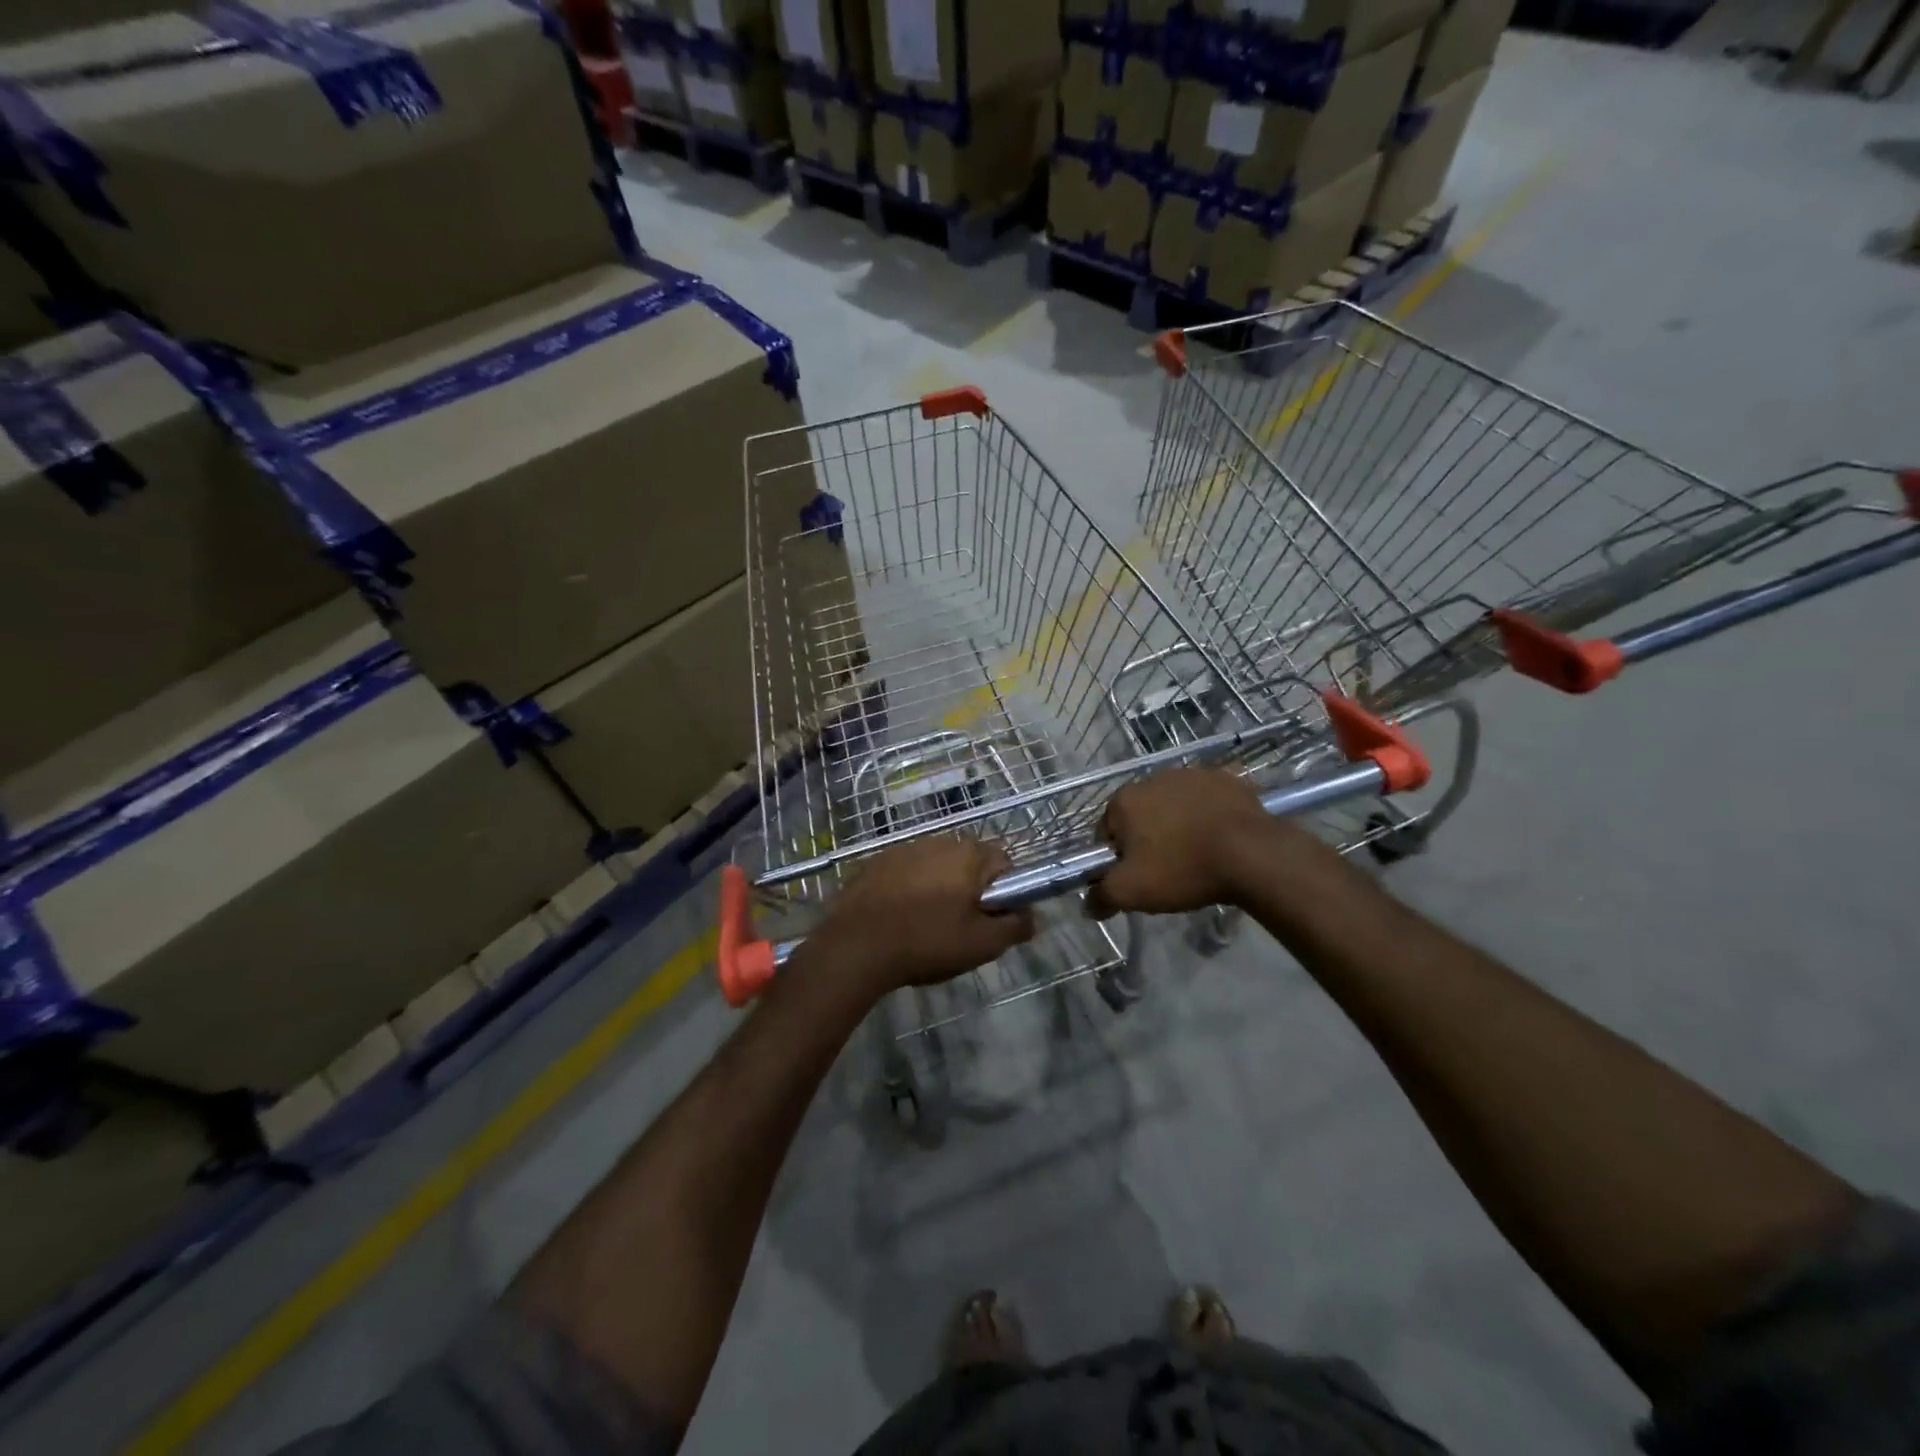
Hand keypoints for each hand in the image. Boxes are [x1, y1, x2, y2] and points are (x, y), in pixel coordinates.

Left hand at [808, 838, 1035, 994]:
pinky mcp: (876, 861)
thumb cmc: (927, 942)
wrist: (856, 947)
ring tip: (926, 925)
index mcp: (969, 855)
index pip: (1004, 863)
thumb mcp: (982, 944)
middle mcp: (939, 841)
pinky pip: (905, 872)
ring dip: (938, 887)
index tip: (992, 918)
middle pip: (969, 862)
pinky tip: (899, 918)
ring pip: (936, 866)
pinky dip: (909, 889)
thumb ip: (1015, 927)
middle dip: (970, 889)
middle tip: (961, 926)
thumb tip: (1032, 916)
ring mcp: (904, 848)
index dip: (1005, 891)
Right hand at [1086, 768, 1289, 919]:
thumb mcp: (1131, 893)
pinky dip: (1209, 815)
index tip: (1137, 877)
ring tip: (1197, 855)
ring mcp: (1192, 774)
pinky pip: (1208, 800)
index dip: (1117, 857)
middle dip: (1148, 838)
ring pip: (1175, 805)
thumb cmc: (1182, 869)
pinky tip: (1220, 839)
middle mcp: (1153, 778)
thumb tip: (1088, 903)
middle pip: (1141, 815)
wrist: (1252, 855)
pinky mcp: (1226, 779)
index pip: (1107, 831)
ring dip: (1179, 824)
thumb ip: (1101, 896)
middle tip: (1167, 870)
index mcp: (1125, 800)